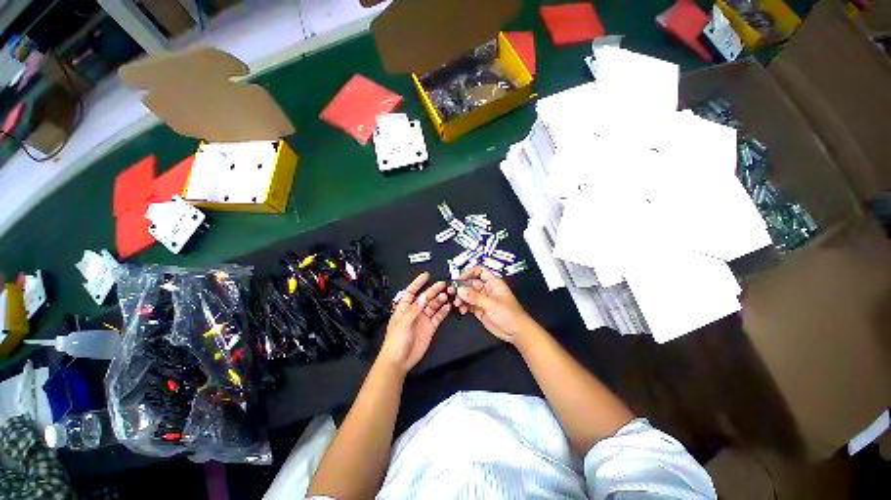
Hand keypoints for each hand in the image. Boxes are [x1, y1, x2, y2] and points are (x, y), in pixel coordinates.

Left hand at [378, 272, 450, 373]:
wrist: (399, 361)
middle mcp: (415, 311)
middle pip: (425, 297)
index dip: (418, 283)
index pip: (411, 291)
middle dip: (433, 290)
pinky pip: (438, 317)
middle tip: (443, 284)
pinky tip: (448, 306)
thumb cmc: (396, 341)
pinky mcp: (430, 327)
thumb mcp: (403, 323)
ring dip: (440, 299)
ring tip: (447, 295)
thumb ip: (414, 310)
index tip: (426, 275)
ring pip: (433, 305)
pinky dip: (443, 311)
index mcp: (404, 308)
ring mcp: (423, 319)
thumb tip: (424, 297)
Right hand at [449, 266, 534, 343]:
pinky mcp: (479, 309)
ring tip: (457, 304)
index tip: (459, 279)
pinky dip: (463, 306)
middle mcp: (486, 289)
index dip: (469, 272)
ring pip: (468, 294)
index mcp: (493, 283)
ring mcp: (482, 299)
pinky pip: (468, 304)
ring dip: (461, 298)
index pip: (480, 271)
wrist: (516, 333)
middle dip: (461, 287)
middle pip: (471, 283)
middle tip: (452, 293)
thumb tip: (459, 290)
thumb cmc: (508, 314)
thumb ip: (475, 297)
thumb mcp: (491, 304)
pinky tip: (462, 310)